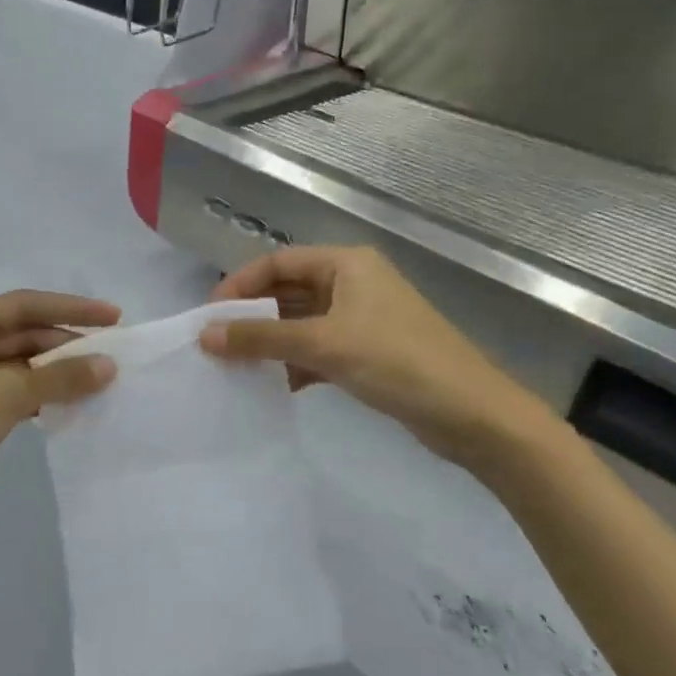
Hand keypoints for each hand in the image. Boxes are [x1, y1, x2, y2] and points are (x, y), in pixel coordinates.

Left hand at [0, 291, 119, 533]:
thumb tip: (108, 366)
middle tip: (111, 357)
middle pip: (20, 333)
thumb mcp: (9, 393)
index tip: (114, 317)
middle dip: (64, 344)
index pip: (25, 304)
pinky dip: (35, 396)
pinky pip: (6, 392)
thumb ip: (61, 377)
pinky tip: (63, 407)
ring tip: (96, 383)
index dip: (72, 308)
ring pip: (15, 365)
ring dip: (53, 373)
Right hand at [200, 246, 549, 464]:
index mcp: (346, 264)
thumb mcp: (323, 345)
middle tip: (217, 344)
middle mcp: (353, 283)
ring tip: (238, 368)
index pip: (279, 261)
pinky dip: (296, 364)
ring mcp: (362, 319)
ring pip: (302, 323)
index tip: (209, 316)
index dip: (240, 284)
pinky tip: (277, 387)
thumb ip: (262, 338)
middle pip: (288, 291)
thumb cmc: (397, 361)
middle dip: (253, 317)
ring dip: (272, 343)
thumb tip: (204, 335)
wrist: (471, 413)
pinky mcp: (369, 352)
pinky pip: (319, 349)